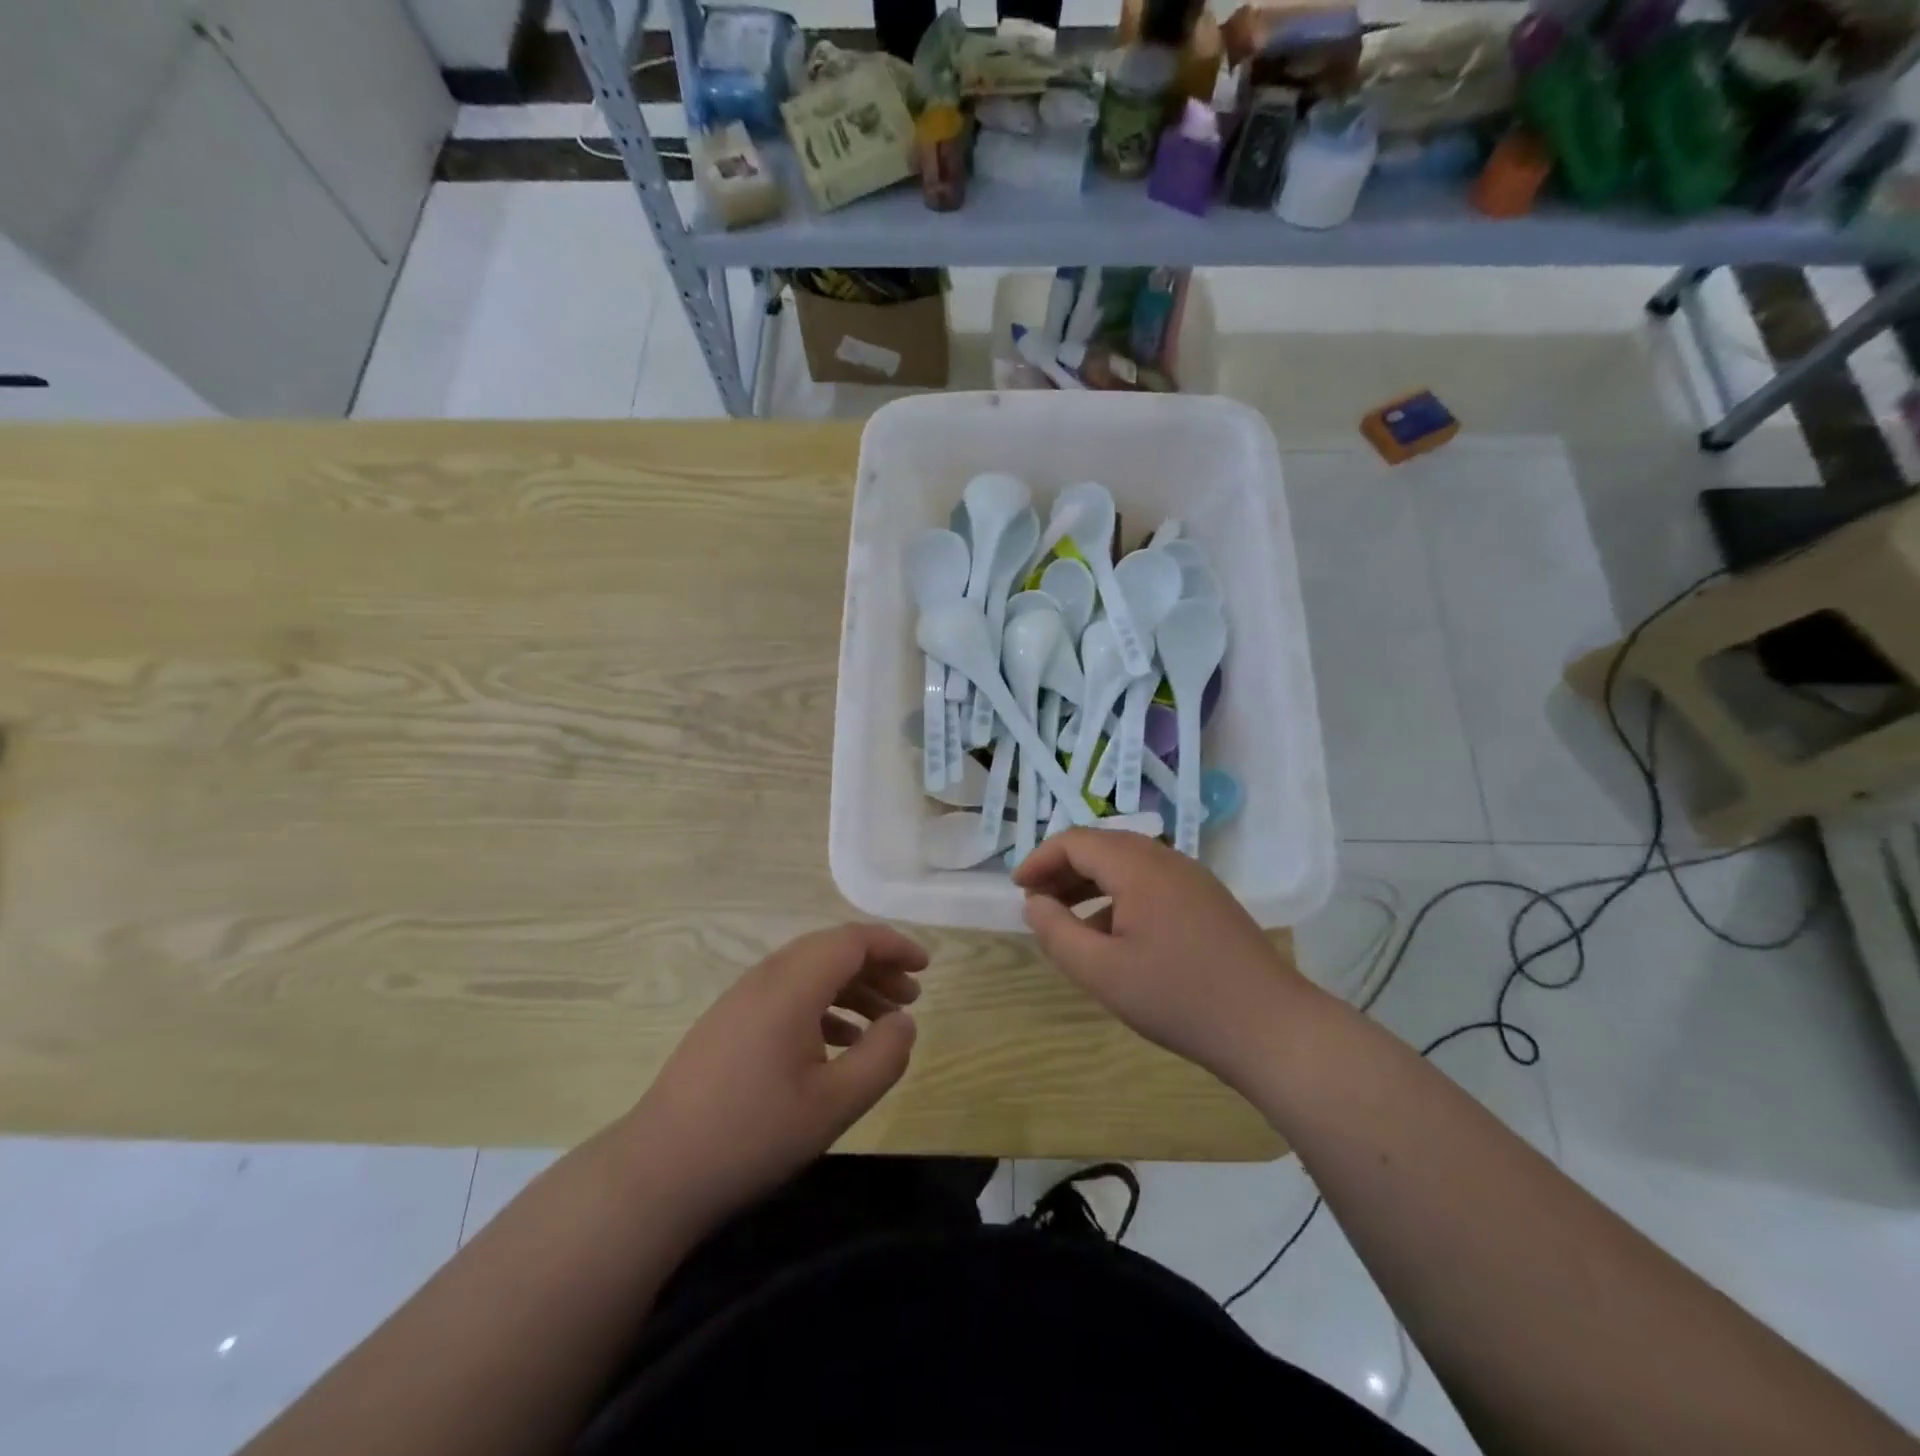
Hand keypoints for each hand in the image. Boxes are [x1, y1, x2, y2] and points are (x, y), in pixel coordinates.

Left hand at [623, 924, 925, 1230]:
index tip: (926, 966)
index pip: (851, 941)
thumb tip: (904, 1022)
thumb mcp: (834, 1104)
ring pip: (808, 973)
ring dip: (850, 988)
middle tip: (911, 997)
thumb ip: (881, 1057)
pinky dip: (822, 1006)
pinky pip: (787, 995)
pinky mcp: (728, 1023)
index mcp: (791, 986)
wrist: (656, 1172)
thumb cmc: (753, 1135)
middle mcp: (765, 978)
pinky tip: (838, 1043)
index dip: (893, 946)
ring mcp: (741, 999)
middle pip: (831, 950)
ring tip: (882, 1021)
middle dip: (876, 967)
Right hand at [1013, 830, 1308, 1091]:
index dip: (1040, 859)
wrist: (1270, 1027)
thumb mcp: (1102, 972)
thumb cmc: (1178, 998)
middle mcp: (1166, 859)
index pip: (1076, 841)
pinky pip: (1151, 881)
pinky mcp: (1208, 899)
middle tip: (1036, 901)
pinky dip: (1120, 895)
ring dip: (1091, 882)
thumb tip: (1034, 902)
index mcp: (1138, 866)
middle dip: (1063, 869)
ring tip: (1067, 917)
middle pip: (1102, 846)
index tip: (1017, 889)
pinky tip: (1113, 934)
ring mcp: (1192, 878)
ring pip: (1128, 863)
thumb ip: (1057, 932)